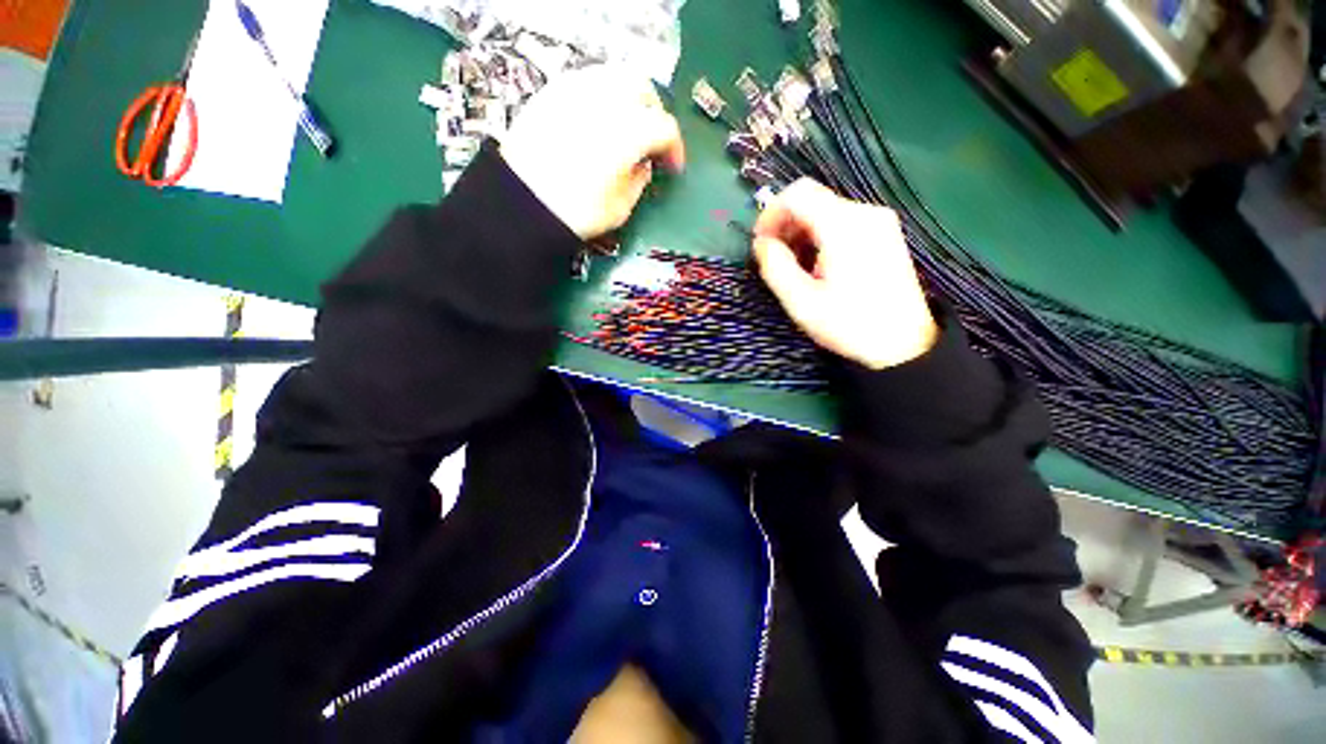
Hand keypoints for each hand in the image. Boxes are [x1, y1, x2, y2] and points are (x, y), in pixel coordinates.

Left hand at [500, 66, 685, 238]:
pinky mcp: (553, 91)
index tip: (672, 167)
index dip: (675, 148)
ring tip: (625, 127)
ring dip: (628, 100)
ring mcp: (577, 89)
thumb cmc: (579, 211)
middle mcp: (607, 100)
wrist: (524, 202)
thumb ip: (640, 180)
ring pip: (615, 77)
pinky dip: (601, 97)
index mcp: (630, 132)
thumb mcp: (621, 207)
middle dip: (653, 113)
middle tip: (650, 141)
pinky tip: (597, 122)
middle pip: (643, 89)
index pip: (665, 128)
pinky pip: (588, 82)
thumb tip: (644, 163)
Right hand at [752, 179, 937, 369]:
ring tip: (795, 268)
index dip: (771, 213)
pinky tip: (817, 267)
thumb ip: (775, 267)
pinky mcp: (884, 234)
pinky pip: (842, 223)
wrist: (904, 345)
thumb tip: (762, 243)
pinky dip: (820, 238)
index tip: (760, 242)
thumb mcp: (802, 302)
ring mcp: (879, 222)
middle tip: (774, 259)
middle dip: (786, 226)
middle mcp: (865, 213)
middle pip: (813, 201)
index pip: (798, 194)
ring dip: (802, 234)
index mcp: (844, 226)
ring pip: (826, 212)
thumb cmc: (850, 325)